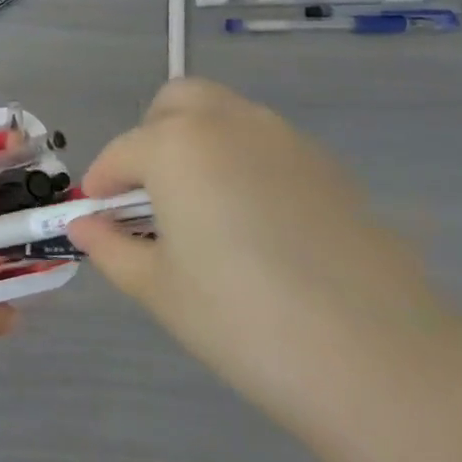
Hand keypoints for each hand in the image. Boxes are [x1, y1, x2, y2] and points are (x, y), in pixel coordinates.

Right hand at [69, 79, 453, 416]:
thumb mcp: (158, 289)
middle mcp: (228, 123)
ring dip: (198, 143)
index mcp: (176, 144)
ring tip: (201, 209)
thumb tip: (84, 226)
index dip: (102, 186)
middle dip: (150, 138)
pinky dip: (243, 161)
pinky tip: (254, 224)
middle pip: (175, 103)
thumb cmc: (242, 320)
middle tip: (150, 195)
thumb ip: (110, 247)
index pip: (121, 154)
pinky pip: (266, 144)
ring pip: (225, 116)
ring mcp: (285, 139)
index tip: (98, 220)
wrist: (377, 358)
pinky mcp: (328, 166)